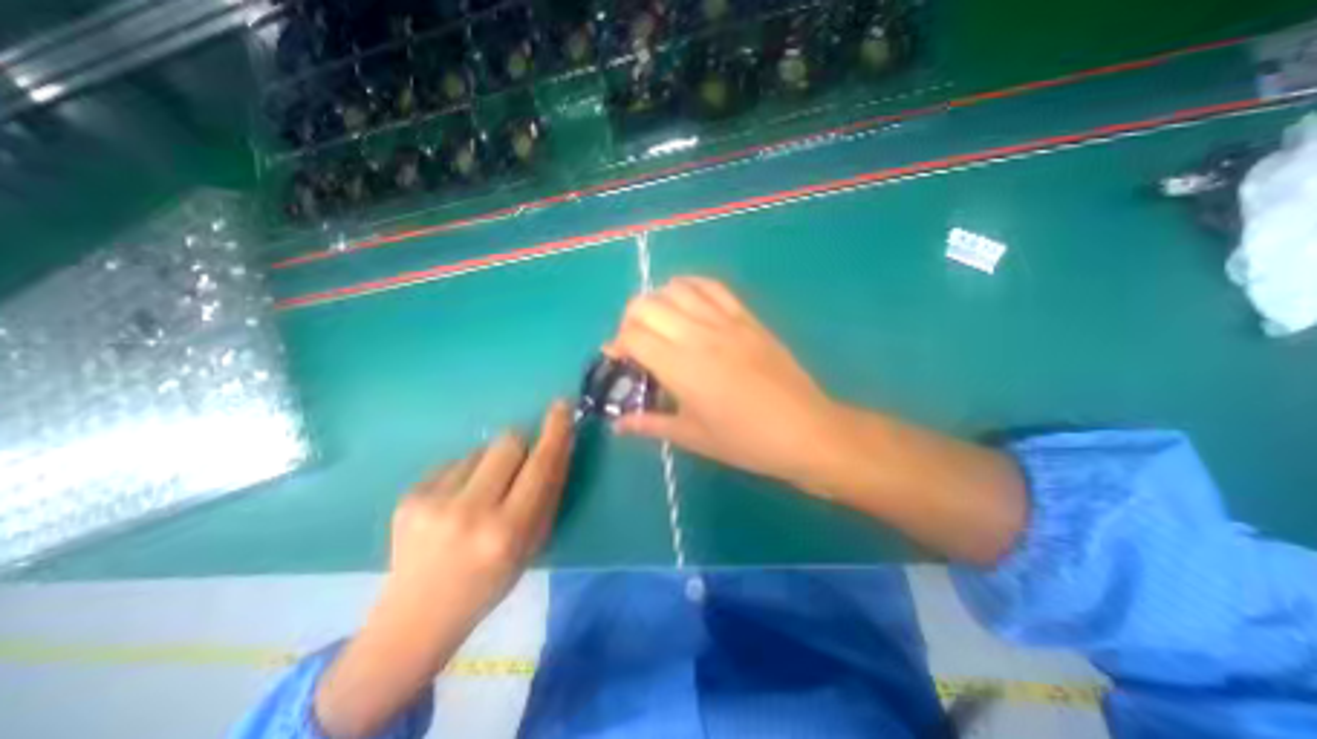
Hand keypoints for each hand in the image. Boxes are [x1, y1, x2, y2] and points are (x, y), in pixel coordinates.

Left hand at [315, 405, 573, 738]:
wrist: (415, 617)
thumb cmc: (489, 583)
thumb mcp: (532, 545)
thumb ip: (548, 494)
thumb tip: (559, 446)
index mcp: (507, 532)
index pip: (540, 466)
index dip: (555, 432)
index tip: (562, 405)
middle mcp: (469, 512)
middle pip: (508, 442)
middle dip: (521, 445)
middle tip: (518, 466)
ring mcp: (433, 502)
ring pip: (481, 450)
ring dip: (490, 464)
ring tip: (478, 496)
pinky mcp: (408, 496)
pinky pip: (454, 463)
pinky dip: (464, 475)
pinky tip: (453, 505)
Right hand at [606, 278, 844, 490]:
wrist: (805, 430)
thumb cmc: (746, 441)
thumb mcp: (693, 437)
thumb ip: (649, 424)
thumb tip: (617, 424)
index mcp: (682, 367)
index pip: (632, 336)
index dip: (617, 345)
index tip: (621, 362)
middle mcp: (698, 335)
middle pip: (646, 305)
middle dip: (629, 320)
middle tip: (636, 344)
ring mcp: (725, 321)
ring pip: (676, 289)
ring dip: (657, 301)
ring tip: (660, 323)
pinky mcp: (747, 317)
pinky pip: (712, 287)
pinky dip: (690, 286)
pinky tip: (686, 301)